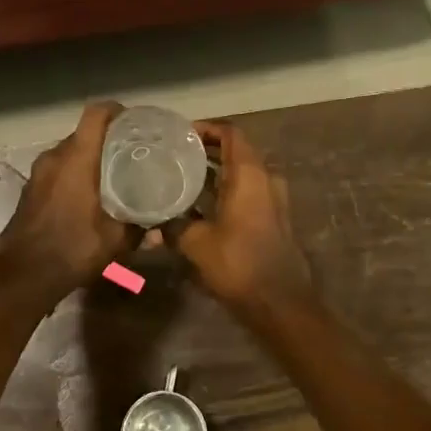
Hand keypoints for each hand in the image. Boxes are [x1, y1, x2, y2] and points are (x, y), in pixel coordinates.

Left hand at [0, 103, 132, 311]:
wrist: (22, 275)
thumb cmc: (72, 249)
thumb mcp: (115, 241)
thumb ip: (139, 230)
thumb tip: (159, 230)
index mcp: (76, 159)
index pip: (95, 114)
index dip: (115, 110)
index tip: (134, 121)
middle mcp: (54, 158)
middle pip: (83, 133)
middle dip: (107, 138)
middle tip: (132, 152)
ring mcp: (38, 173)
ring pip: (69, 153)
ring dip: (89, 158)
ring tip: (114, 174)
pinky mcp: (30, 190)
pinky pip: (57, 170)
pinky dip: (74, 174)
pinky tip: (90, 195)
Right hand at [168, 122, 312, 313]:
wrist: (279, 301)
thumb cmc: (238, 263)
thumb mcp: (196, 243)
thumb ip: (173, 227)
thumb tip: (151, 225)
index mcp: (250, 174)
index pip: (230, 133)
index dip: (206, 128)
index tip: (180, 135)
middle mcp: (266, 179)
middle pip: (235, 152)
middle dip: (206, 151)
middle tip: (174, 156)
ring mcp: (273, 199)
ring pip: (241, 175)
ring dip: (215, 174)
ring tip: (181, 179)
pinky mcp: (273, 219)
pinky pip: (246, 193)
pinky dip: (224, 192)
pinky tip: (198, 207)